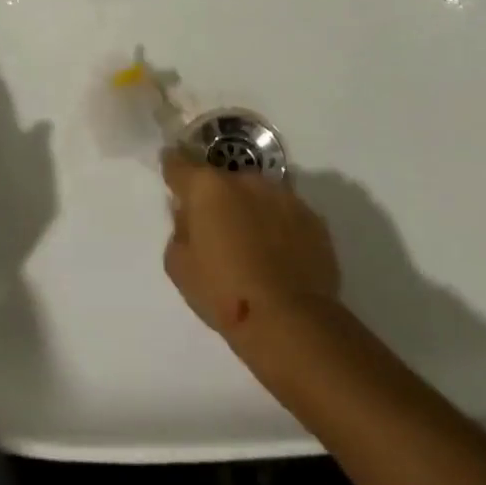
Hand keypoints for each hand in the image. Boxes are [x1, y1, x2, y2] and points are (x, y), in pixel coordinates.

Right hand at [161, 151, 339, 339]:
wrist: (291, 322)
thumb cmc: (224, 294)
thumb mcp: (178, 265)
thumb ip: (180, 230)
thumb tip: (192, 218)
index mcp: (208, 188)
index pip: (179, 162)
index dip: (172, 168)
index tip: (172, 178)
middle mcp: (246, 181)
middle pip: (222, 180)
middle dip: (216, 197)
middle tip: (215, 229)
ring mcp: (284, 197)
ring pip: (256, 195)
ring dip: (248, 209)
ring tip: (250, 245)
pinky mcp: (313, 218)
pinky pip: (284, 214)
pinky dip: (276, 226)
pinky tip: (276, 256)